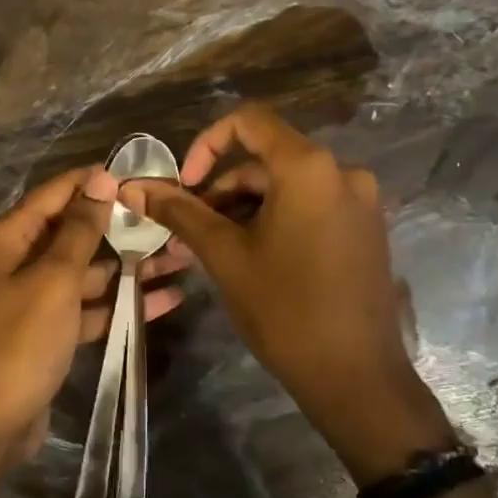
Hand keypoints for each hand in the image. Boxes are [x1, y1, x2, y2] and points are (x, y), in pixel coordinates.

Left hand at [0, 166, 187, 460]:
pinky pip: (89, 307)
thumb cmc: (19, 343)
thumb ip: (79, 230)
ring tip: (183, 257)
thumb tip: (100, 179)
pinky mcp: (49, 331)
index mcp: (9, 238)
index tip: (143, 174)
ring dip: (131, 267)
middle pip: (76, 232)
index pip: (56, 194)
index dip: (97, 181)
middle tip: (174, 219)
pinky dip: (121, 303)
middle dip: (123, 227)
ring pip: (88, 271)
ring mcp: (34, 297)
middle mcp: (18, 260)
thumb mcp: (53, 281)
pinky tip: (165, 298)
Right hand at [123, 105, 447, 484]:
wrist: (355, 376)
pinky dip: (274, 221)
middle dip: (219, 190)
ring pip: (285, 189)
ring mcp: (359, 202)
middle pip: (265, 161)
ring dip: (243, 210)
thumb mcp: (224, 255)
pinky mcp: (365, 230)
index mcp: (309, 167)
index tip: (184, 185)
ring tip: (212, 252)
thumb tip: (132, 186)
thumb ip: (179, 212)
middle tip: (187, 232)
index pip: (250, 121)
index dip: (206, 144)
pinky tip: (250, 258)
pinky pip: (309, 208)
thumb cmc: (284, 309)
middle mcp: (342, 172)